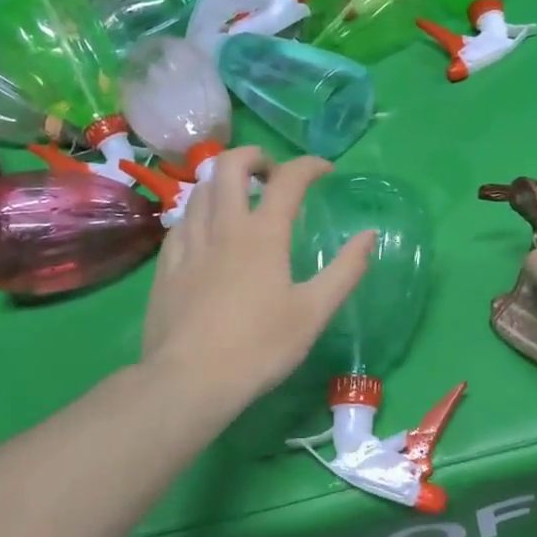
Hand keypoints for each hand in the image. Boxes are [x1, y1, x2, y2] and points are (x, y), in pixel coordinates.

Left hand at [142, 148, 373, 414]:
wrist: (189, 380)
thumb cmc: (260, 347)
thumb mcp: (314, 312)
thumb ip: (346, 270)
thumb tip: (370, 235)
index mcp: (263, 234)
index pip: (289, 179)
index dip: (310, 165)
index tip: (325, 170)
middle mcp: (223, 226)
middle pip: (229, 165)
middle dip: (254, 156)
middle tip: (272, 174)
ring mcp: (189, 243)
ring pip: (200, 189)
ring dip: (223, 182)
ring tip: (240, 201)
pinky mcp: (166, 265)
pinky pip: (181, 221)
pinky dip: (200, 213)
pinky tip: (207, 234)